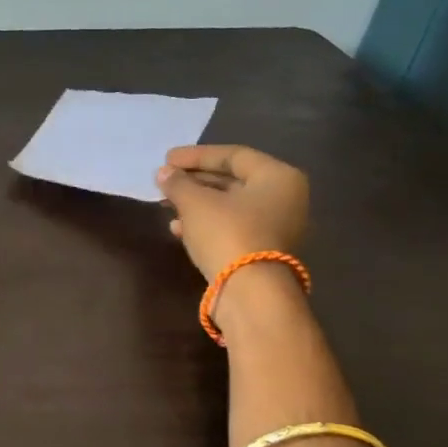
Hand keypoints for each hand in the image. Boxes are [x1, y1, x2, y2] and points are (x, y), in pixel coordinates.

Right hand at [156, 144, 309, 281]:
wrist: (249, 291)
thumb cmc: (227, 233)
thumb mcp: (195, 203)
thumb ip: (178, 183)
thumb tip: (163, 173)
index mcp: (277, 177)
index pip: (233, 155)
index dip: (196, 155)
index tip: (166, 159)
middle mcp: (283, 198)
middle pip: (232, 180)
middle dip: (195, 180)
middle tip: (165, 180)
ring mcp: (276, 226)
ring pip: (229, 205)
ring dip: (196, 202)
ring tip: (166, 203)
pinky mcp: (262, 250)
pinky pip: (231, 226)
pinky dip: (205, 222)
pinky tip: (178, 227)